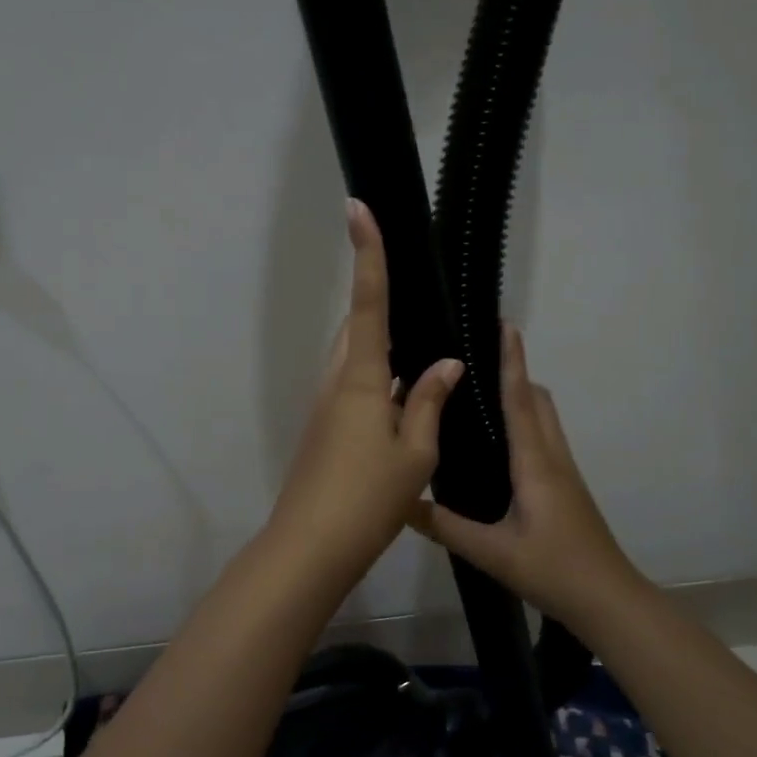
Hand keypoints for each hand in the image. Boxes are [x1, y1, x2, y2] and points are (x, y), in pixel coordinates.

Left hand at [266, 200, 463, 589]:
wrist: (310, 548)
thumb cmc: (368, 498)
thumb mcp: (415, 453)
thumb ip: (430, 403)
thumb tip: (447, 365)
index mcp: (359, 379)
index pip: (367, 302)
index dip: (367, 254)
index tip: (357, 208)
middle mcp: (336, 383)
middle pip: (358, 329)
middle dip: (380, 308)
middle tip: (417, 304)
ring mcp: (324, 409)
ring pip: (354, 362)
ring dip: (382, 353)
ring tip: (423, 362)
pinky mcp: (323, 432)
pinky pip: (353, 390)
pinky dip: (378, 384)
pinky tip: (405, 406)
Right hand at [407, 324, 645, 628]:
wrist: (608, 600)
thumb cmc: (553, 569)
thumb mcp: (491, 552)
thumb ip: (445, 526)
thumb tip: (402, 502)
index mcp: (534, 463)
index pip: (520, 399)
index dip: (511, 360)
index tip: (504, 325)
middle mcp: (552, 457)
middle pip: (538, 400)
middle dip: (515, 372)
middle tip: (478, 362)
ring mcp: (564, 472)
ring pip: (544, 419)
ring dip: (521, 397)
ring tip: (481, 397)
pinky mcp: (566, 488)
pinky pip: (544, 440)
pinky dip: (525, 424)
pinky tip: (499, 447)